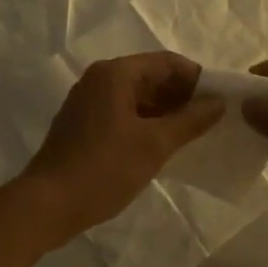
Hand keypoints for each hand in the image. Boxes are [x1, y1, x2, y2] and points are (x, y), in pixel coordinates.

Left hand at [21, 53, 224, 238]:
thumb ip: (190, 120)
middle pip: (150, 76)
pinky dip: (146, 122)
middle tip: (211, 119)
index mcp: (115, 74)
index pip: (166, 62)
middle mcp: (99, 79)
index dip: (196, 78)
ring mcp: (88, 102)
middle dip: (181, 95)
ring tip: (194, 133)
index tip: (220, 99)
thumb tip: (219, 103)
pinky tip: (164, 144)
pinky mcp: (83, 124)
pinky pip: (123, 112)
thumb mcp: (154, 144)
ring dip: (165, 111)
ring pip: (137, 96)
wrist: (48, 204)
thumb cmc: (104, 168)